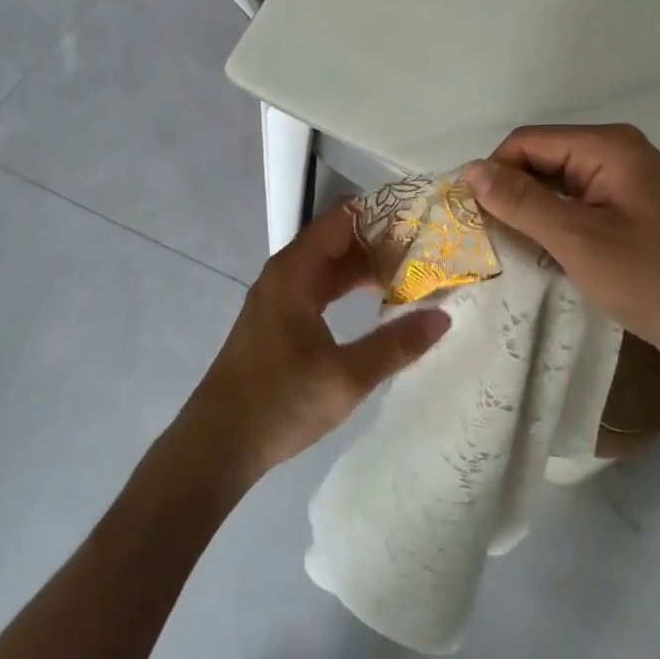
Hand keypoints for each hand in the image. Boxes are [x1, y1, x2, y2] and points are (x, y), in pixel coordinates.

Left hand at [178, 201, 448, 485]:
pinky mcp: (278, 318)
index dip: (382, 214)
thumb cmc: (279, 403)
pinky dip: (349, 285)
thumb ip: (396, 345)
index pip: (343, 218)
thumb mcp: (346, 377)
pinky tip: (378, 299)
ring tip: (413, 270)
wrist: (217, 444)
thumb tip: (442, 316)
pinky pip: (320, 286)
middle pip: (337, 238)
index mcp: (295, 272)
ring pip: (329, 264)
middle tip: (428, 248)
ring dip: (366, 264)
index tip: (423, 220)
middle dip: (381, 240)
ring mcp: (279, 296)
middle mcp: (285, 273)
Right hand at [464, 124, 659, 377]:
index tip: (473, 216)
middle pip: (542, 158)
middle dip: (512, 192)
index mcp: (609, 146)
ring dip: (531, 210)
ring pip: (557, 182)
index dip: (495, 173)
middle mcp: (618, 152)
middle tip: (487, 235)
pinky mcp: (631, 208)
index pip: (528, 142)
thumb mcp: (576, 239)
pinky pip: (577, 201)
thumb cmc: (650, 279)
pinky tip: (543, 250)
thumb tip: (471, 170)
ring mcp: (627, 180)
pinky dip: (554, 221)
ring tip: (510, 245)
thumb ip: (521, 201)